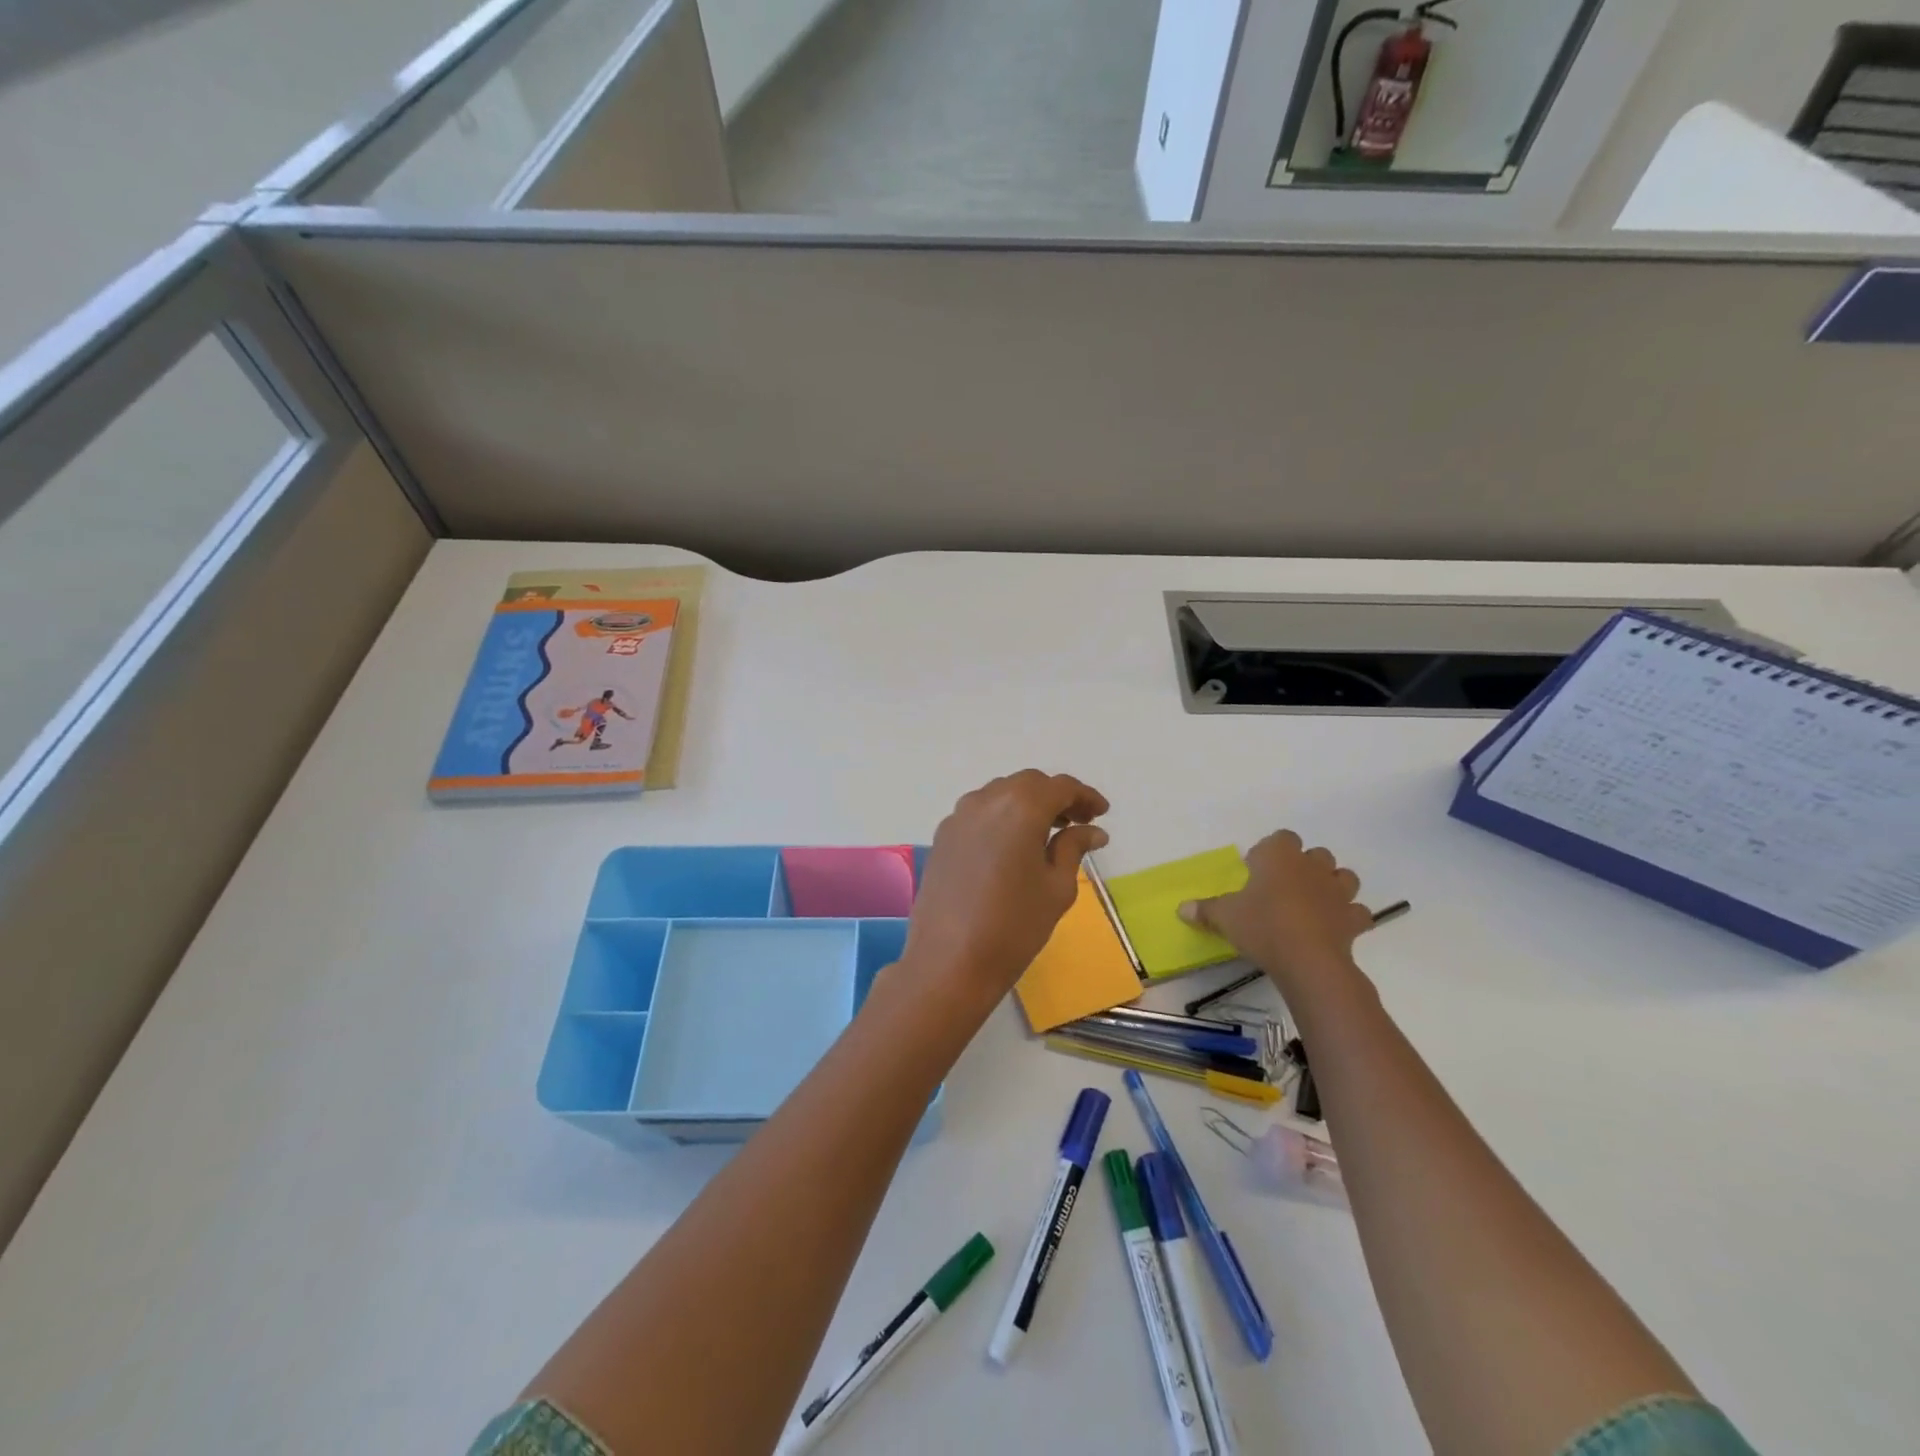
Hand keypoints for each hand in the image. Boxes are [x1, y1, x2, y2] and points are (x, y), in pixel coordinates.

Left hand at [902, 771, 1109, 1010]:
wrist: (949, 960)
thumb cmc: (1014, 926)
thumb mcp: (1056, 888)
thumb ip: (1073, 848)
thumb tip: (1092, 831)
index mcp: (1020, 807)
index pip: (1059, 787)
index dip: (1084, 796)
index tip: (1101, 812)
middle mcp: (986, 801)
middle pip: (1027, 784)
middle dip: (1055, 797)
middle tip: (1078, 822)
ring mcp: (958, 817)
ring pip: (1000, 794)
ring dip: (1026, 804)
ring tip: (1047, 833)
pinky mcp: (942, 837)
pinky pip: (978, 813)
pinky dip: (1001, 817)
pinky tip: (1012, 846)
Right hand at [1180, 830, 1371, 1000]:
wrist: (1308, 959)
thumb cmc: (1262, 926)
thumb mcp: (1224, 917)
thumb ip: (1205, 910)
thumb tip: (1181, 908)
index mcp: (1279, 856)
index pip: (1281, 837)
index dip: (1270, 851)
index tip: (1257, 870)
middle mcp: (1311, 866)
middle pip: (1316, 854)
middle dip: (1304, 865)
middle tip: (1284, 887)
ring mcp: (1337, 892)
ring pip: (1344, 876)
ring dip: (1332, 885)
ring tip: (1314, 902)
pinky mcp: (1354, 919)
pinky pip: (1357, 912)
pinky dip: (1349, 917)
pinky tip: (1335, 927)